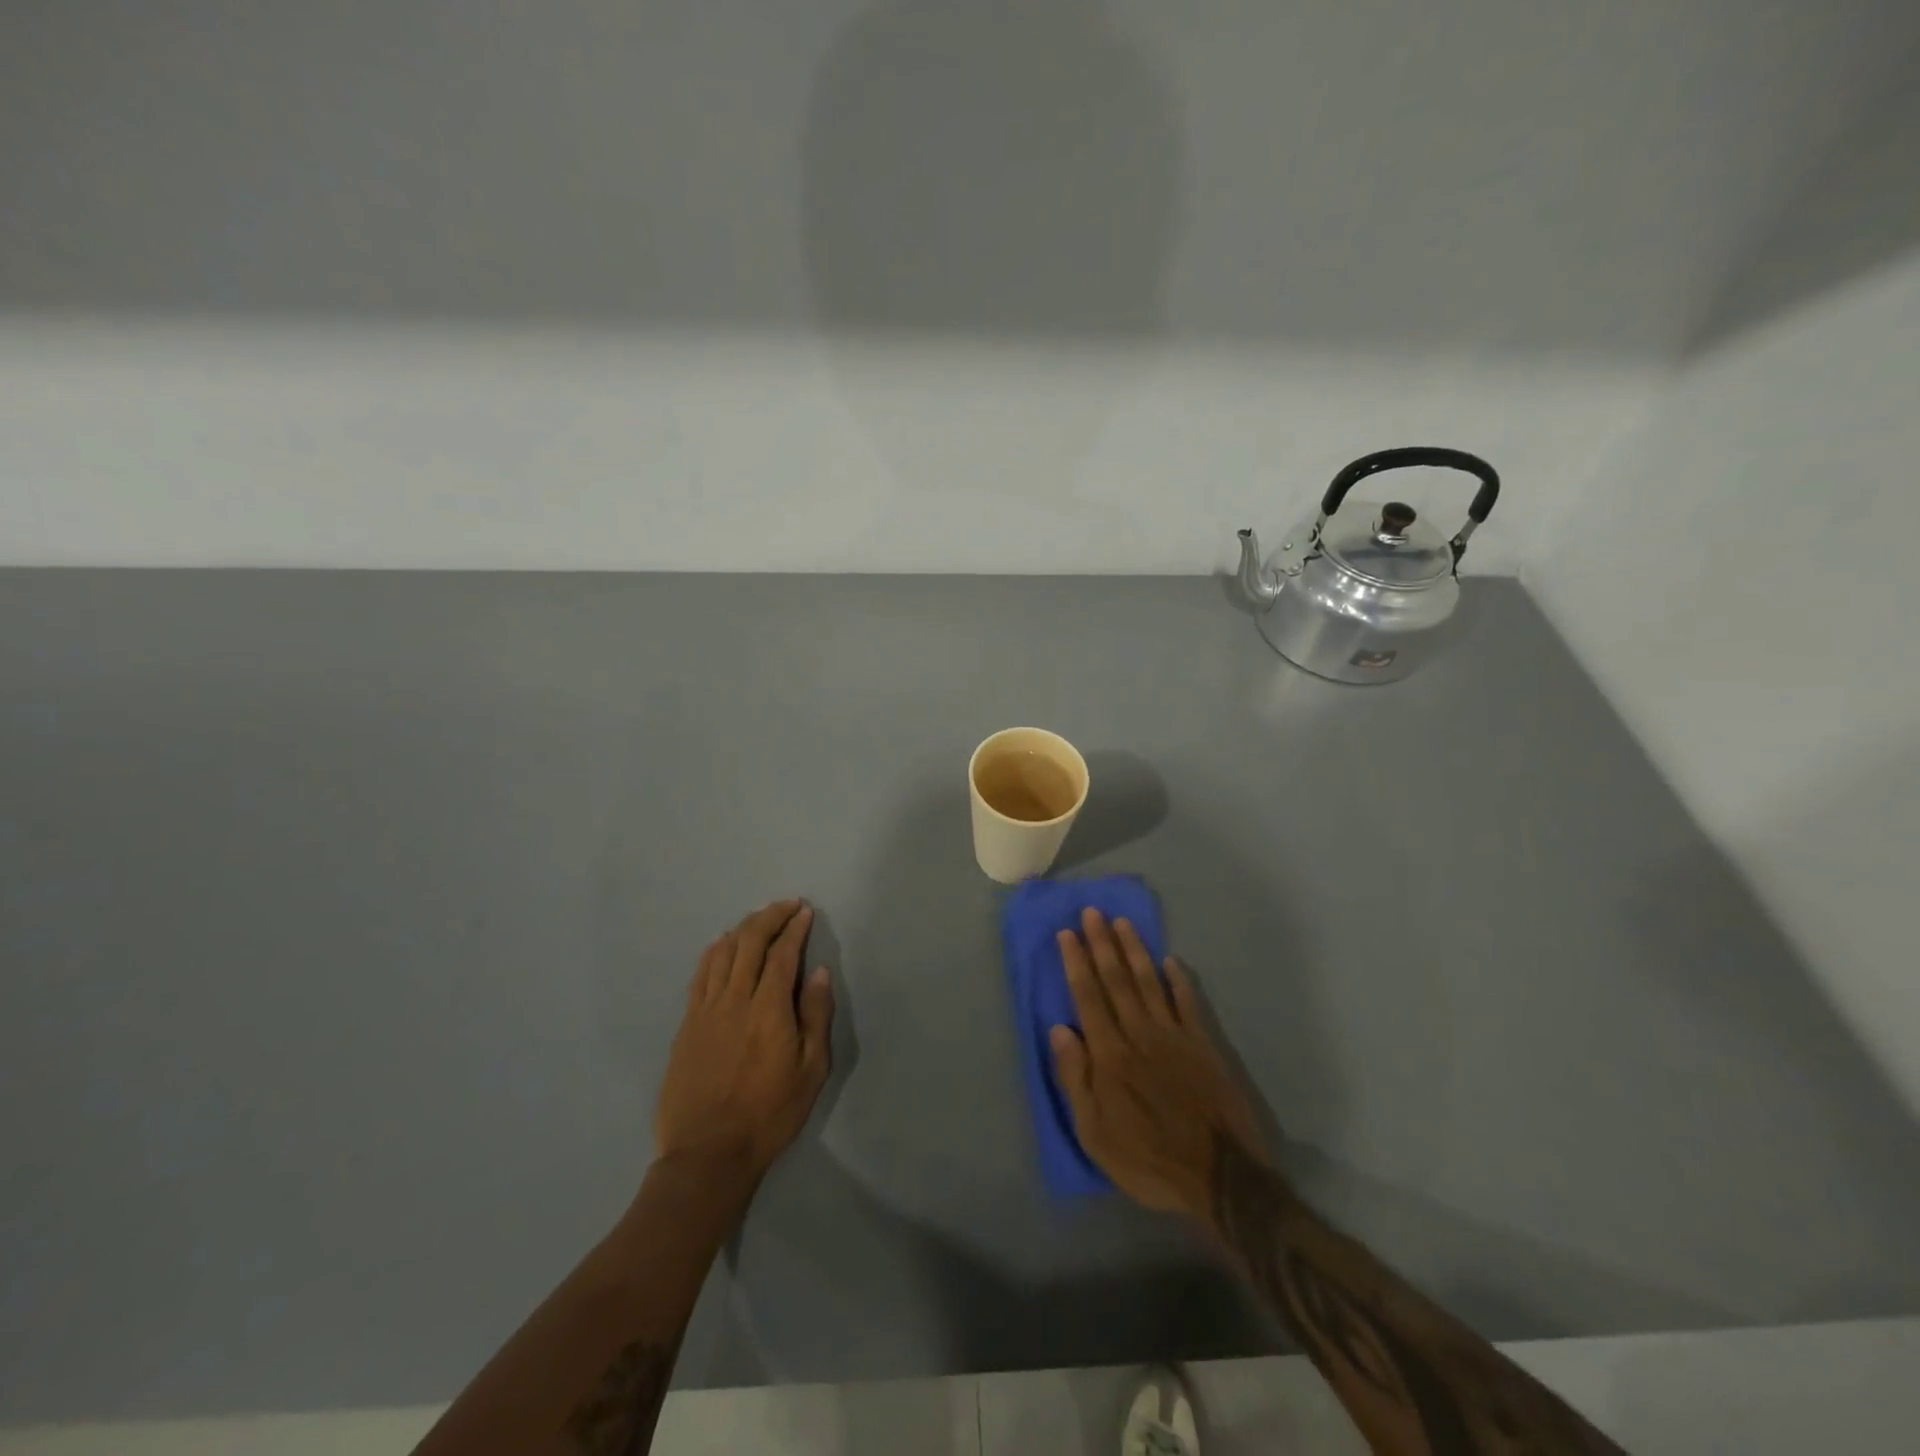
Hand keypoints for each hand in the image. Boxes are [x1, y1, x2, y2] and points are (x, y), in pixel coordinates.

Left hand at [654, 899, 833, 1180]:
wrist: (707, 1154)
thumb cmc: (769, 1114)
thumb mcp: (811, 1071)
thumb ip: (815, 1016)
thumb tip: (819, 973)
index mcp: (768, 1009)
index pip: (782, 954)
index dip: (794, 928)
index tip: (805, 912)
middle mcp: (734, 1000)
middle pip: (749, 942)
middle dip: (770, 917)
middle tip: (786, 905)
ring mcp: (706, 1010)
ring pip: (722, 953)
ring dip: (742, 929)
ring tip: (759, 919)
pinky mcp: (687, 1024)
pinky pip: (700, 975)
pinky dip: (714, 952)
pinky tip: (721, 945)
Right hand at [1050, 908, 1269, 1224]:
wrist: (1220, 1177)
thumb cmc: (1148, 1159)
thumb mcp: (1095, 1133)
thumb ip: (1075, 1078)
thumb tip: (1059, 1028)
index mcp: (1110, 1055)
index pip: (1088, 997)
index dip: (1076, 962)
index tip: (1067, 933)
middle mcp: (1139, 1034)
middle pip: (1117, 980)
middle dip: (1102, 943)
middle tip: (1092, 911)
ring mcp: (1175, 1036)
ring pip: (1149, 982)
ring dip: (1134, 950)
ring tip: (1122, 922)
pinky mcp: (1203, 1045)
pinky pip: (1188, 1003)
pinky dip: (1178, 980)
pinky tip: (1171, 961)